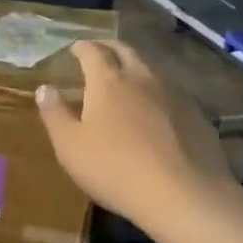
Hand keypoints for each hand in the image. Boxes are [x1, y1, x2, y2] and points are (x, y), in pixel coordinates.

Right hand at [35, 40, 234, 224]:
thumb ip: (55, 114)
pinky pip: (172, 92)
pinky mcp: (197, 115)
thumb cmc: (115, 169)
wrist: (184, 195)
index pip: (93, 52)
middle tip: (100, 52)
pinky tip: (156, 109)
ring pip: (152, 69)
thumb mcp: (70, 146)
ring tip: (127, 77)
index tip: (75, 48)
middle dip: (110, 48)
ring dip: (136, 66)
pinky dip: (157, 92)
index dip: (82, 47)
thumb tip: (44, 88)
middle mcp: (143, 78)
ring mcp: (174, 94)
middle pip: (126, 51)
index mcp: (109, 81)